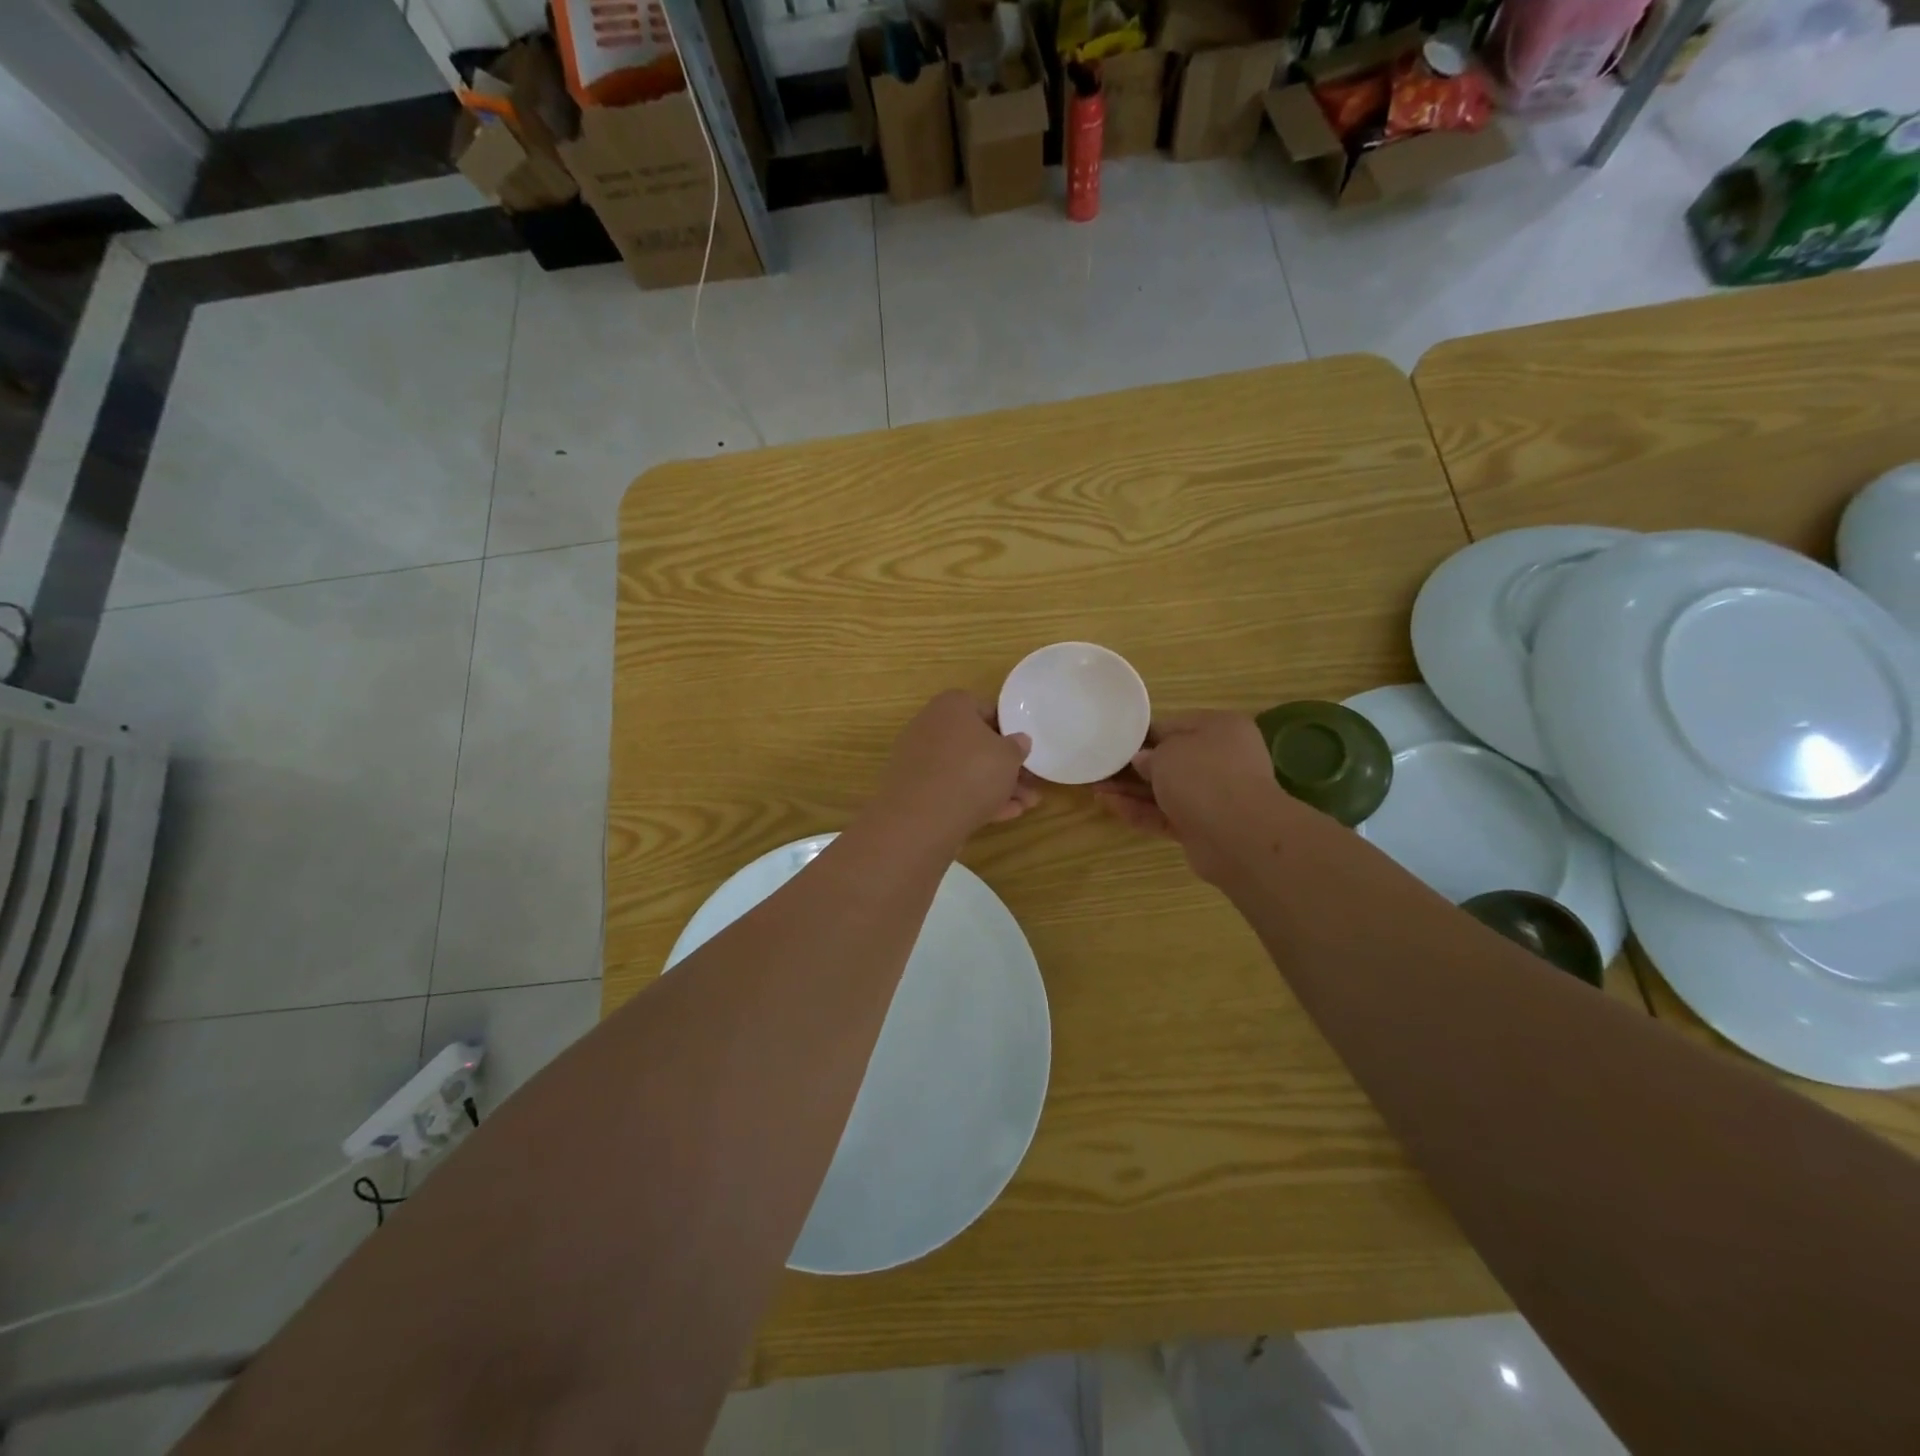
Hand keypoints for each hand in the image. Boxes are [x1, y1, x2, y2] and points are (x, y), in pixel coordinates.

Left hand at [868, 691, 1038, 848]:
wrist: (923, 817)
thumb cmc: (973, 771)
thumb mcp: (1009, 756)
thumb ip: (1017, 746)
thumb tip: (1019, 740)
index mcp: (951, 705)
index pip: (984, 709)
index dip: (1008, 729)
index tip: (1024, 748)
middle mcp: (930, 726)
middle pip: (974, 744)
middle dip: (1004, 766)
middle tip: (1030, 783)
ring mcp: (919, 759)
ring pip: (965, 770)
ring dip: (995, 786)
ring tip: (1026, 805)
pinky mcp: (914, 790)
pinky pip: (950, 789)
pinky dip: (975, 799)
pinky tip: (1004, 815)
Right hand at [1093, 712, 1299, 883]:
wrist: (1238, 835)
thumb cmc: (1203, 775)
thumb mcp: (1167, 752)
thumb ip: (1149, 754)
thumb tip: (1143, 761)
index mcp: (1220, 729)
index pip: (1175, 725)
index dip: (1143, 733)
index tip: (1115, 741)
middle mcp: (1221, 759)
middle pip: (1170, 760)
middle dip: (1134, 766)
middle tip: (1101, 766)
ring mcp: (1214, 796)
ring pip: (1165, 789)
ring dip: (1131, 790)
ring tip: (1096, 788)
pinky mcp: (1203, 827)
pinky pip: (1165, 814)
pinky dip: (1140, 811)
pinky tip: (1109, 805)